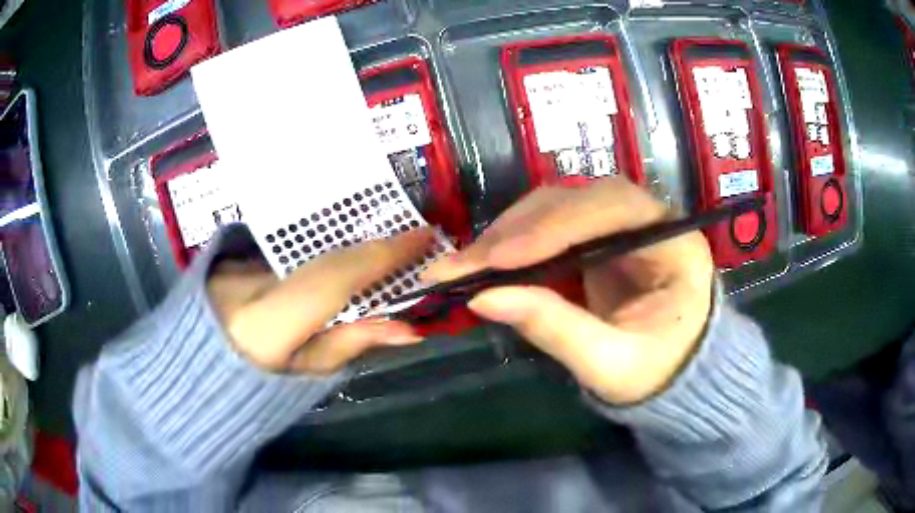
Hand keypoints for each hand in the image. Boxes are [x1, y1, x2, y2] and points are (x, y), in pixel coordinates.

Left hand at [207, 229, 433, 373]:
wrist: (192, 373)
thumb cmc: (250, 390)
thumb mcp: (305, 375)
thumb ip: (351, 344)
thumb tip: (407, 327)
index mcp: (263, 323)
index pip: (331, 277)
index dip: (381, 255)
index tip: (423, 236)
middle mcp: (245, 282)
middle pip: (321, 260)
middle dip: (370, 253)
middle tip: (409, 251)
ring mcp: (233, 264)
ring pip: (302, 256)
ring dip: (342, 256)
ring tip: (374, 262)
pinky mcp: (229, 256)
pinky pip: (282, 255)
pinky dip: (312, 259)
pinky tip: (327, 267)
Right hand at [424, 178, 714, 404]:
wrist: (670, 376)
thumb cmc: (655, 373)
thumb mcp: (610, 364)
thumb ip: (555, 329)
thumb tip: (483, 298)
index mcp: (676, 246)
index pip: (616, 208)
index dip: (556, 226)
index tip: (500, 258)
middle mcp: (650, 221)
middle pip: (580, 200)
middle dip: (520, 229)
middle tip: (465, 263)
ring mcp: (622, 226)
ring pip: (559, 207)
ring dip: (509, 233)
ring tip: (466, 264)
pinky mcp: (598, 239)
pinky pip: (550, 226)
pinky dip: (515, 243)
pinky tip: (486, 262)